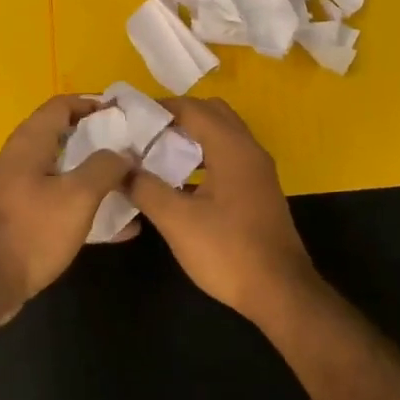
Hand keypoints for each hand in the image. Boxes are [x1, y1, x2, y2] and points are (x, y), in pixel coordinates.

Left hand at [0, 94, 134, 316]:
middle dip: (102, 142)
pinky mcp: (24, 217)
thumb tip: (124, 153)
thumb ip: (105, 167)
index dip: (94, 104)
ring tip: (132, 184)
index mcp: (31, 142)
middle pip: (66, 136)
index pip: (63, 104)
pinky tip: (120, 226)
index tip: (126, 116)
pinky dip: (88, 206)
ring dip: (97, 176)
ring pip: (66, 171)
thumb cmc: (33, 230)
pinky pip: (62, 202)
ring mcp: (21, 189)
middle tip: (135, 151)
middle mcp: (22, 158)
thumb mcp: (78, 195)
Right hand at [125, 97, 321, 319]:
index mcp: (232, 148)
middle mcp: (249, 150)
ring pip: (223, 135)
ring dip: (192, 136)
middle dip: (178, 116)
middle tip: (144, 133)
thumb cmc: (228, 251)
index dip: (159, 108)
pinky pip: (229, 156)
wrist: (279, 291)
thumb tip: (119, 167)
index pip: (192, 108)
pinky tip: (181, 180)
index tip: (128, 116)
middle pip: (212, 114)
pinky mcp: (259, 190)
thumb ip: (145, 188)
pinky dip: (205, 155)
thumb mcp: (177, 221)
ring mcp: (258, 170)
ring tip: (157, 153)